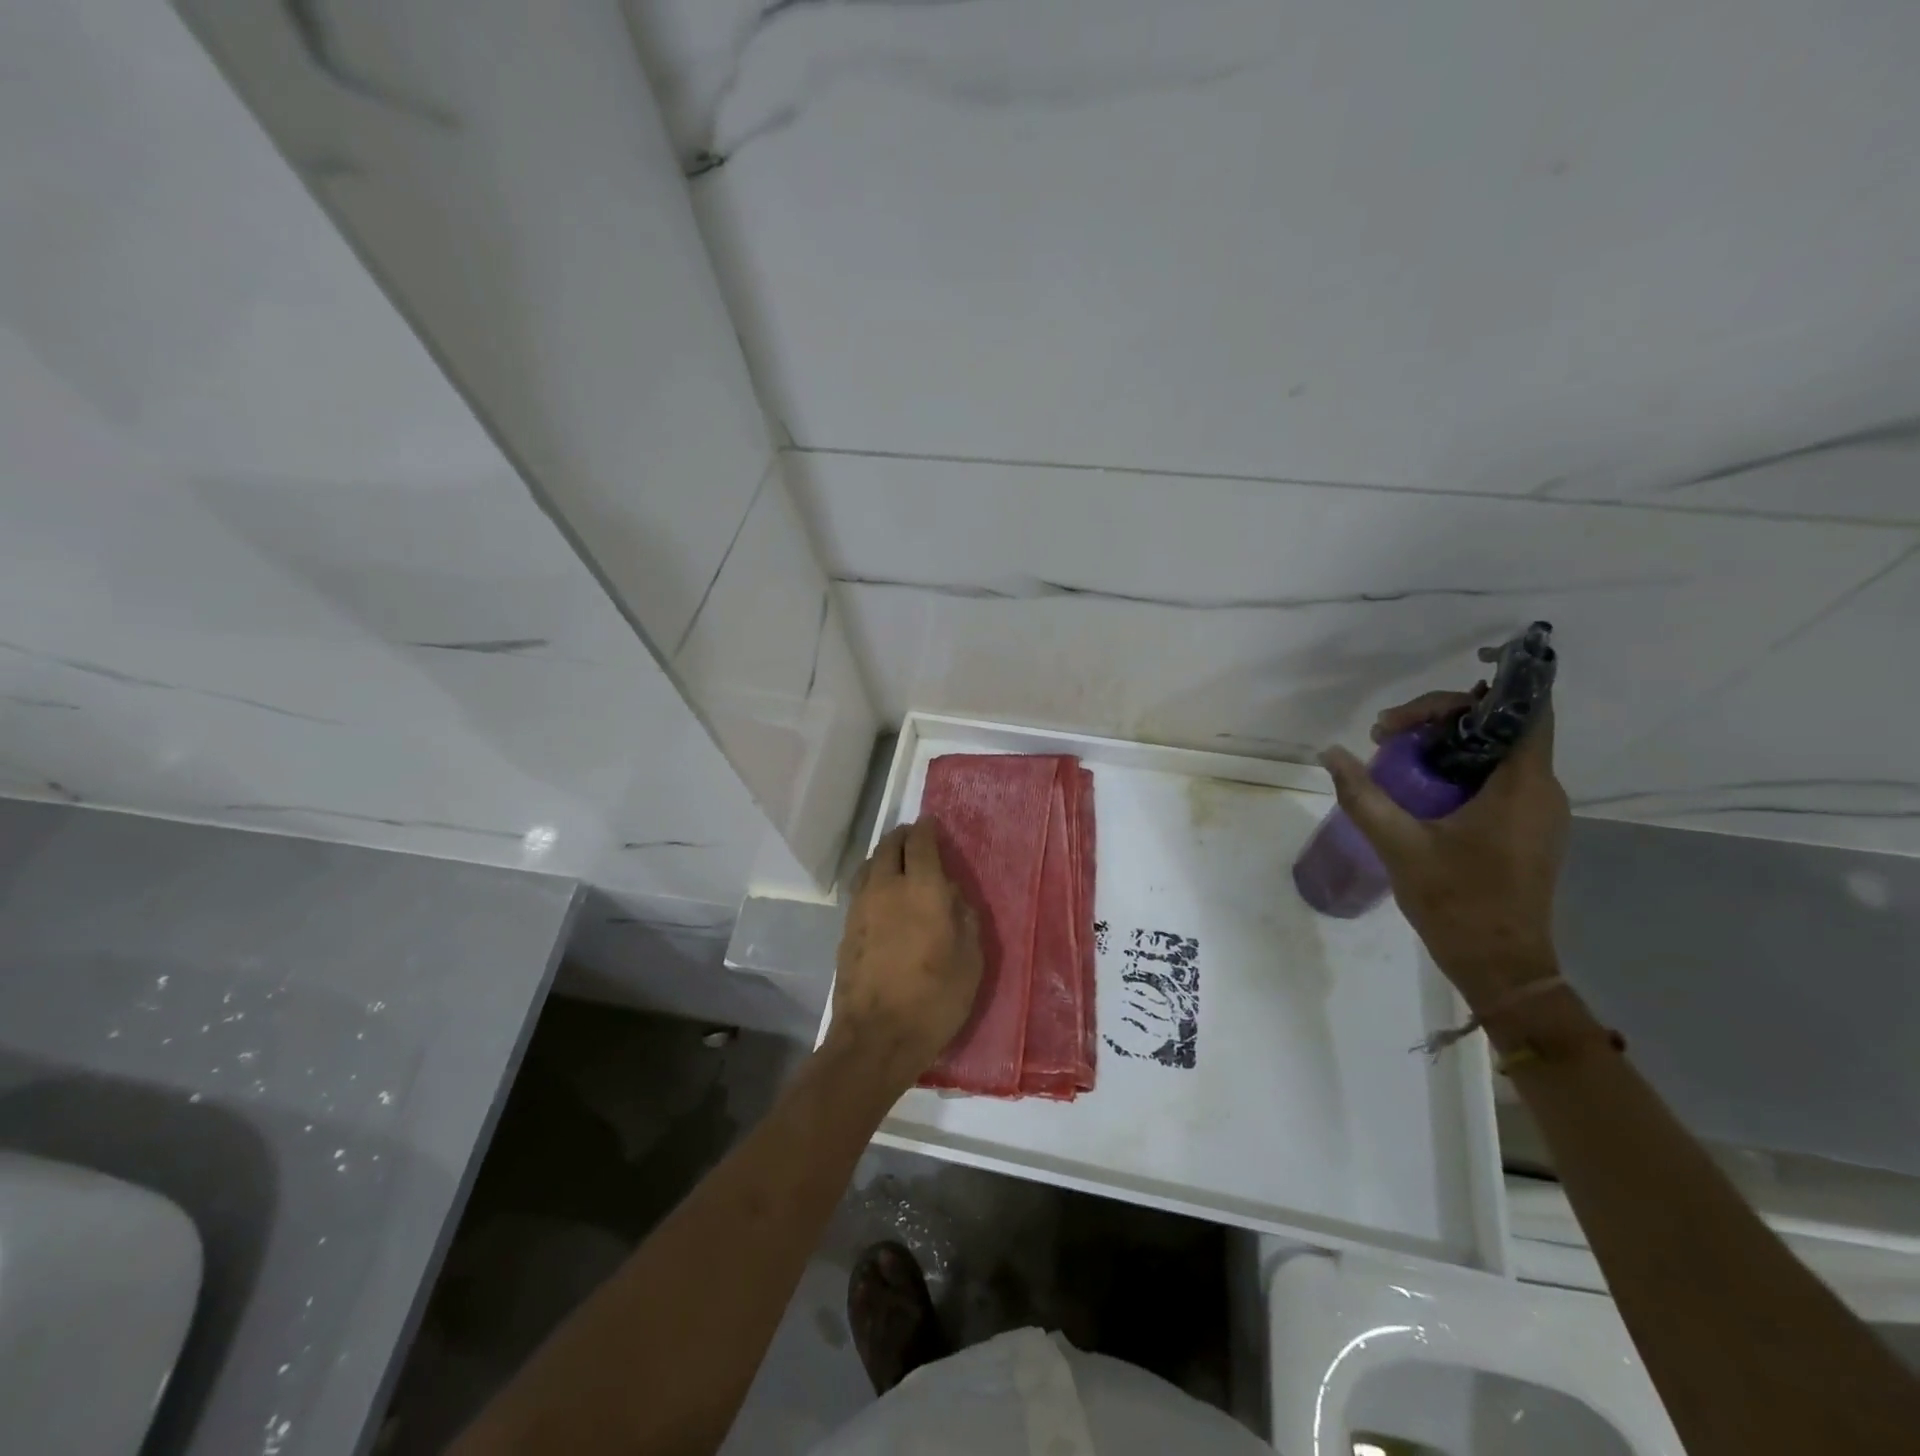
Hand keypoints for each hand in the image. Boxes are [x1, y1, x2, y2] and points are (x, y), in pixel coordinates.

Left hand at [828, 818, 983, 1087]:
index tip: (932, 823)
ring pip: (869, 864)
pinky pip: (860, 887)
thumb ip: (963, 917)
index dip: (927, 828)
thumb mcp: (970, 959)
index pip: (921, 843)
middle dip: (903, 836)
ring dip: (884, 855)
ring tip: (897, 861)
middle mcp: (886, 887)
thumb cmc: (934, 999)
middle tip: (915, 838)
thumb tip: (951, 894)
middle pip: (889, 846)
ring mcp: (861, 906)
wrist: (875, 1037)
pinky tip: (882, 894)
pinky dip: (873, 878)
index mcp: (922, 888)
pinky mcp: (846, 928)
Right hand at [1319, 689, 1568, 1010]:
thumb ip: (1363, 796)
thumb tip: (1329, 754)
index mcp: (1522, 787)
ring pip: (1496, 752)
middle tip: (1385, 736)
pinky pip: (1496, 779)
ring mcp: (1537, 811)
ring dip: (1446, 743)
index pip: (1524, 711)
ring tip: (1392, 755)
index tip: (1440, 684)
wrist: (1501, 966)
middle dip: (1442, 718)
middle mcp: (1541, 790)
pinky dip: (1457, 768)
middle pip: (1501, 727)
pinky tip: (1418, 786)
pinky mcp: (1526, 829)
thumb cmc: (1457, 903)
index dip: (1493, 685)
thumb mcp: (1399, 846)